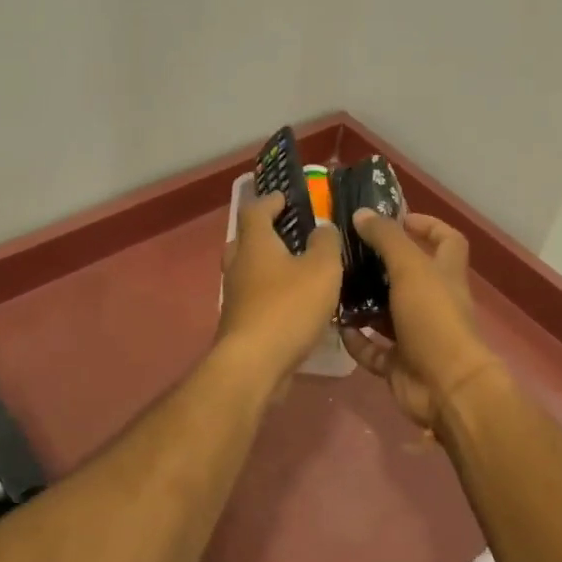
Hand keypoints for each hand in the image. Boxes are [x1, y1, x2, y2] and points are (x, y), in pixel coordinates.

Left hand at [217, 195, 344, 387]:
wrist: (254, 364)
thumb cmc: (288, 308)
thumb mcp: (322, 269)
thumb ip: (326, 243)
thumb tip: (322, 228)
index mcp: (255, 244)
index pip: (255, 210)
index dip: (270, 200)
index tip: (285, 197)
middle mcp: (239, 266)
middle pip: (246, 240)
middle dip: (266, 234)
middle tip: (291, 234)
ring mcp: (235, 297)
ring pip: (249, 271)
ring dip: (269, 266)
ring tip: (298, 270)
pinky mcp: (239, 324)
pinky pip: (255, 298)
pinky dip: (271, 294)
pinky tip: (294, 305)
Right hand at [340, 211, 503, 435]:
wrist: (445, 387)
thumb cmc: (433, 319)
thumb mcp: (410, 269)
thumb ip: (387, 239)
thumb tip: (363, 213)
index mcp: (445, 275)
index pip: (447, 240)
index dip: (428, 225)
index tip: (397, 218)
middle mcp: (433, 302)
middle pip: (409, 276)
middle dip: (381, 264)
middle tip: (348, 252)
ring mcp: (417, 335)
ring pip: (387, 313)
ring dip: (363, 302)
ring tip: (333, 285)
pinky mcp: (400, 363)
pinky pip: (374, 349)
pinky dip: (357, 340)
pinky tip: (335, 326)